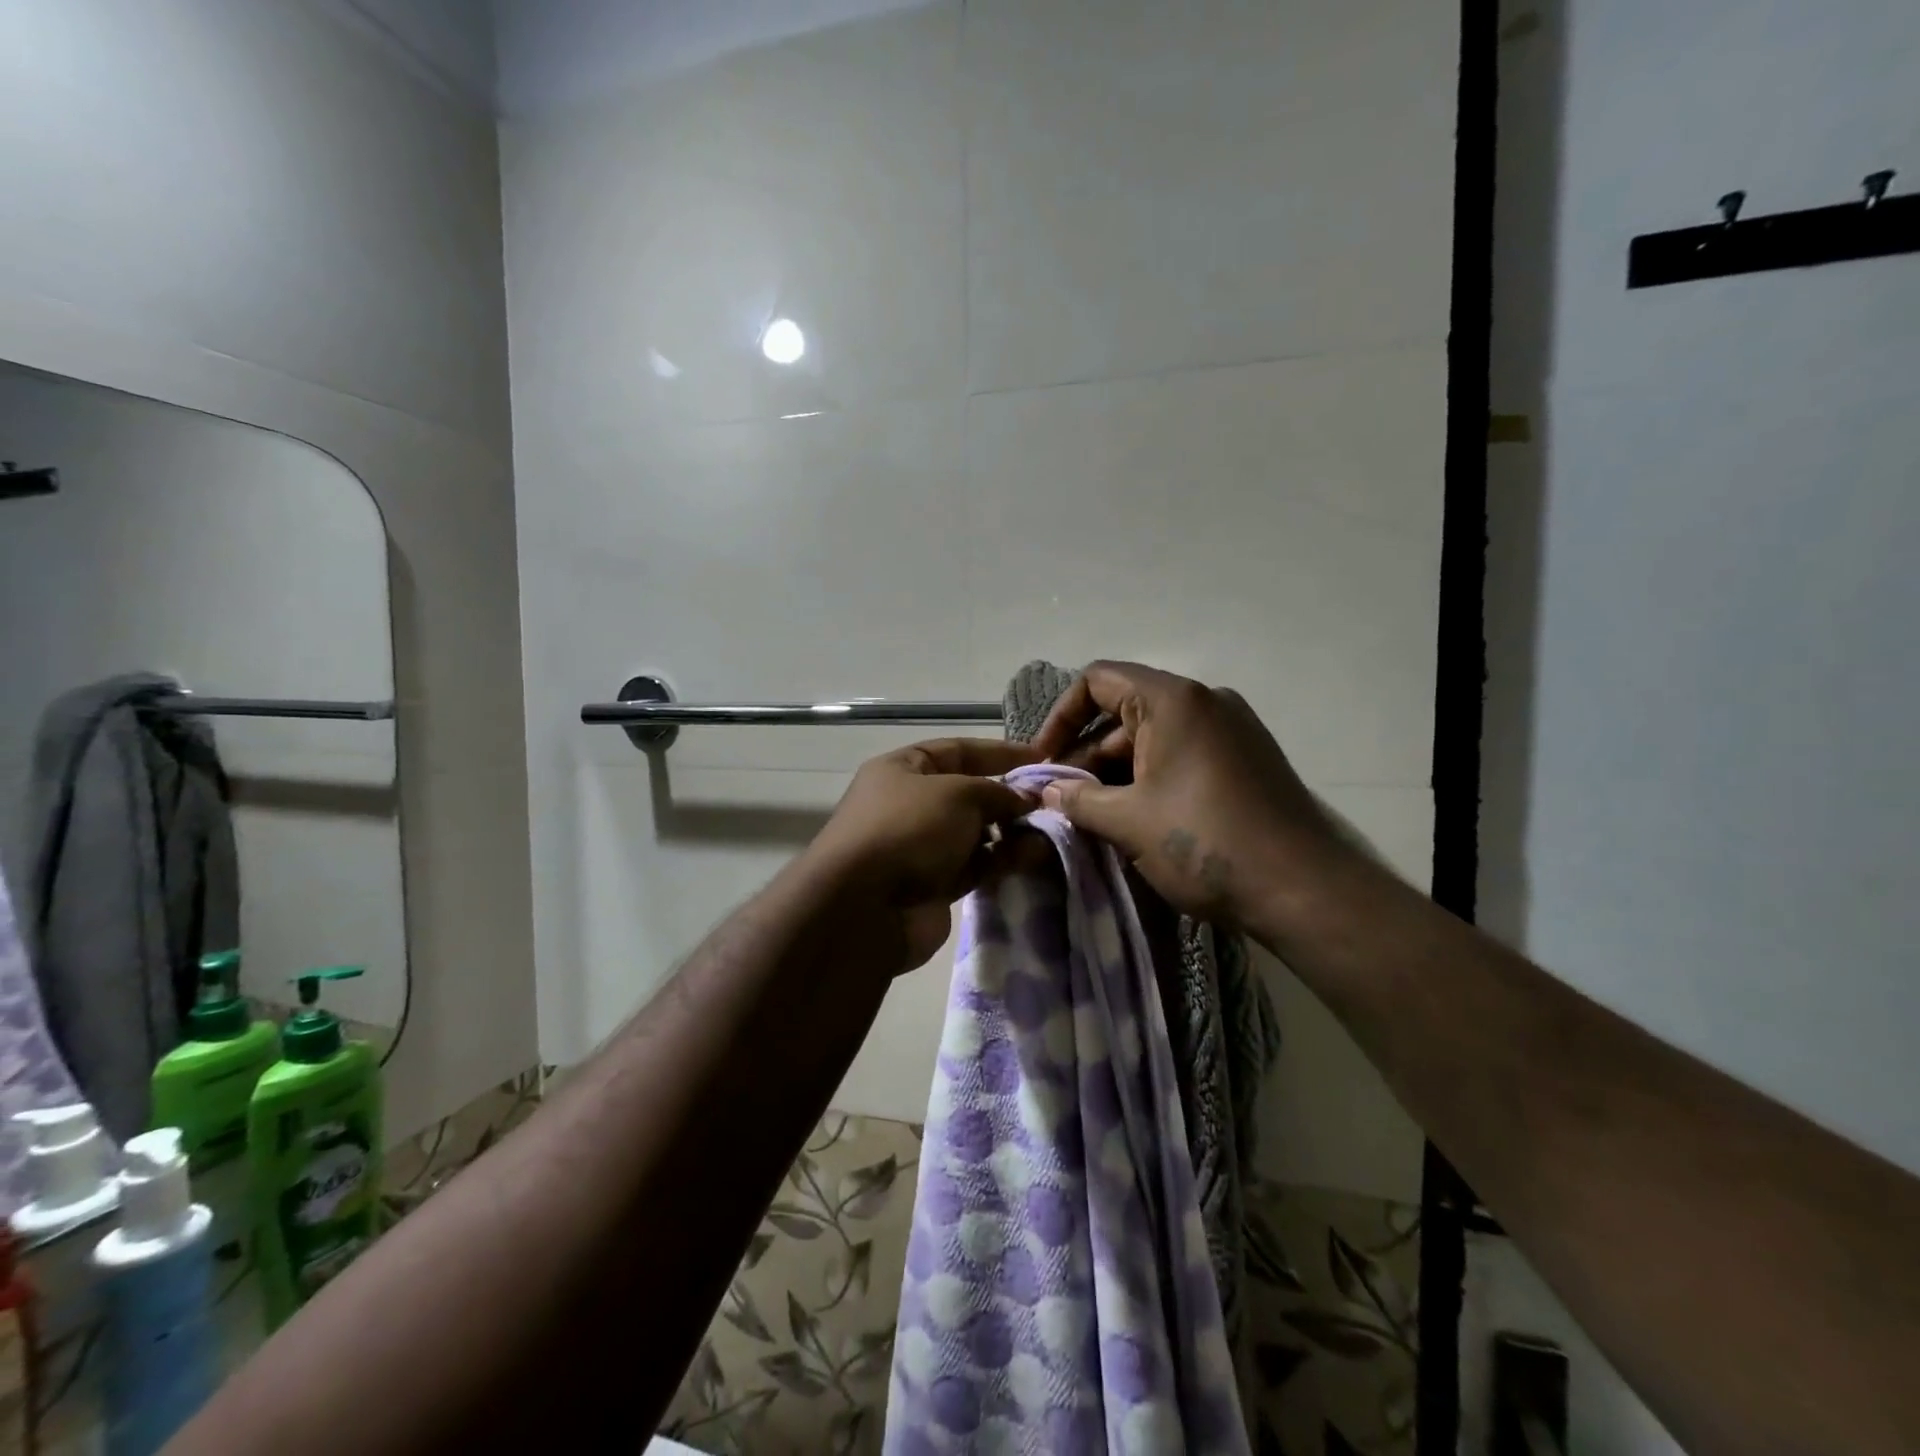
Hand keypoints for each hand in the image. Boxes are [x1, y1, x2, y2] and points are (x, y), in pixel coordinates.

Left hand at [808, 739, 1039, 970]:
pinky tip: (1034, 857)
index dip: (999, 752)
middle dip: (1009, 797)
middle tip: (1052, 803)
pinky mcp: (935, 885)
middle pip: (970, 793)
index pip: (958, 750)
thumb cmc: (908, 829)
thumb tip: (1026, 798)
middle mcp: (911, 804)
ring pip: (977, 833)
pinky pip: (977, 866)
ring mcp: (922, 847)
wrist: (864, 908)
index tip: (1042, 758)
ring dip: (1012, 831)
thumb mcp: (958, 793)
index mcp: (903, 770)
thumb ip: (997, 791)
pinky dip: (1003, 860)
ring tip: (1050, 832)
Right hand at [1031, 661, 1346, 930]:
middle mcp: (1205, 702)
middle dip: (1086, 754)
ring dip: (1115, 772)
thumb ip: (1078, 799)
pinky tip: (1133, 820)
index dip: (1060, 717)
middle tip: (1062, 800)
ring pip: (1153, 739)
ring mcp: (1231, 731)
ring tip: (1091, 817)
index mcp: (1173, 700)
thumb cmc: (1205, 842)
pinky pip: (1182, 756)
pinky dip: (1150, 779)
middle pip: (1124, 712)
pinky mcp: (1246, 761)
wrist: (1304, 889)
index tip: (1043, 761)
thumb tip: (1047, 791)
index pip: (1098, 681)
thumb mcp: (1128, 821)